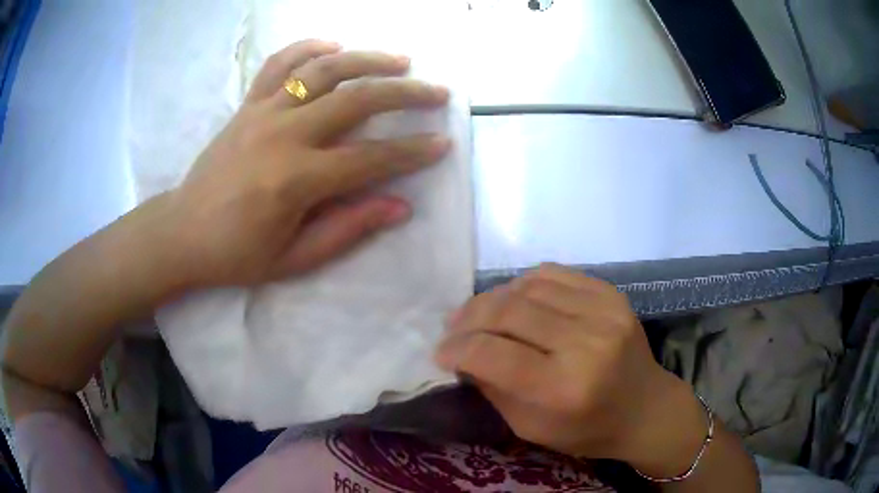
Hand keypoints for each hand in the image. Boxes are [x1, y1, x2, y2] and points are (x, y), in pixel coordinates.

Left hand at [158, 40, 450, 287]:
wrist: (182, 233)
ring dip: (367, 59)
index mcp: (296, 180)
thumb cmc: (236, 254)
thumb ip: (348, 229)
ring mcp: (262, 112)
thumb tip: (400, 205)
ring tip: (399, 60)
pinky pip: (279, 65)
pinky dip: (308, 48)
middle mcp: (283, 134)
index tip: (442, 143)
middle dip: (405, 93)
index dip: (411, 151)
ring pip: (322, 70)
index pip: (370, 158)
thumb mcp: (294, 258)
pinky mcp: (247, 105)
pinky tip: (333, 44)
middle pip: (356, 100)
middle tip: (436, 92)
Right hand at [434, 264, 706, 473]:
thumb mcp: (531, 428)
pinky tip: (512, 298)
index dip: (457, 349)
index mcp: (564, 390)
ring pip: (528, 287)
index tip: (440, 352)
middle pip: (509, 313)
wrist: (645, 408)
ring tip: (476, 312)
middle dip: (468, 318)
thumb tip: (462, 355)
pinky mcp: (611, 295)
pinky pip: (554, 274)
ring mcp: (604, 313)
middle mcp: (586, 344)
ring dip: (491, 298)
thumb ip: (494, 389)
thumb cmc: (587, 430)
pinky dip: (523, 283)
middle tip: (452, 328)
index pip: (494, 355)